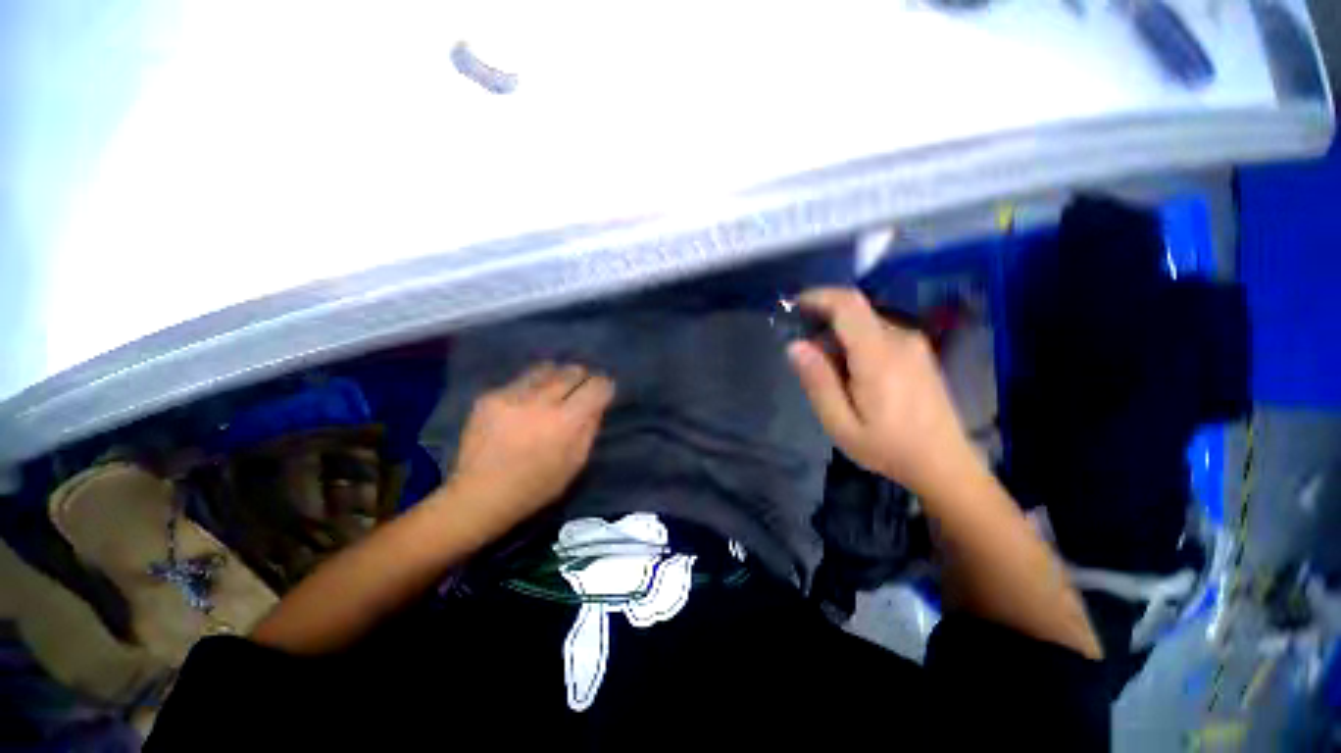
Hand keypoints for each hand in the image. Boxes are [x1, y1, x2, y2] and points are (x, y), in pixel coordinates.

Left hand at [442, 362, 614, 539]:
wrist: (479, 494)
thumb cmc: (536, 486)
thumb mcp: (575, 463)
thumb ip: (590, 429)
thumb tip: (596, 404)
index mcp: (567, 422)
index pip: (596, 387)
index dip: (603, 386)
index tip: (602, 391)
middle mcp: (542, 401)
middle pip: (572, 372)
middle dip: (582, 378)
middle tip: (580, 387)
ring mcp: (514, 396)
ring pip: (547, 369)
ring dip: (557, 375)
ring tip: (556, 386)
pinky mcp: (491, 396)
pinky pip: (521, 380)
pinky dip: (532, 385)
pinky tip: (528, 400)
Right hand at [787, 288, 979, 498]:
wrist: (944, 464)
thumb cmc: (888, 448)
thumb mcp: (841, 423)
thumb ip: (818, 382)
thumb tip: (795, 345)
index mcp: (879, 355)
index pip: (848, 305)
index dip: (819, 297)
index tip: (795, 305)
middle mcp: (901, 339)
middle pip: (855, 313)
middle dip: (825, 325)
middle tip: (808, 359)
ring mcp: (914, 345)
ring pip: (867, 324)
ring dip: (841, 337)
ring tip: (831, 375)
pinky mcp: (919, 354)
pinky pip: (880, 334)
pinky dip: (857, 344)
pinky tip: (854, 376)